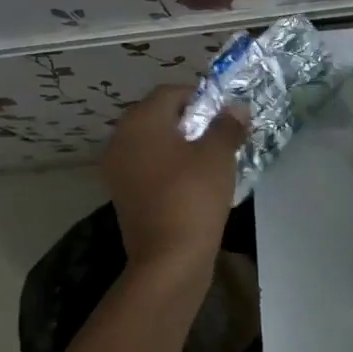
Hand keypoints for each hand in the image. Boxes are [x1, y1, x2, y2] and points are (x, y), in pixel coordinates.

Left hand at [102, 85, 246, 273]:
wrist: (168, 259)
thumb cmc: (193, 196)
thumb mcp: (218, 155)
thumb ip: (227, 126)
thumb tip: (235, 109)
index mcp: (140, 121)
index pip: (170, 92)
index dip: (200, 97)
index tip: (224, 114)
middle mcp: (121, 139)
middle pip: (157, 116)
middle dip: (189, 120)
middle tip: (219, 135)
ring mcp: (117, 169)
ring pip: (152, 143)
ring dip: (179, 144)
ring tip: (209, 159)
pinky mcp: (122, 194)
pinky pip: (147, 166)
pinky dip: (168, 166)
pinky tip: (192, 181)